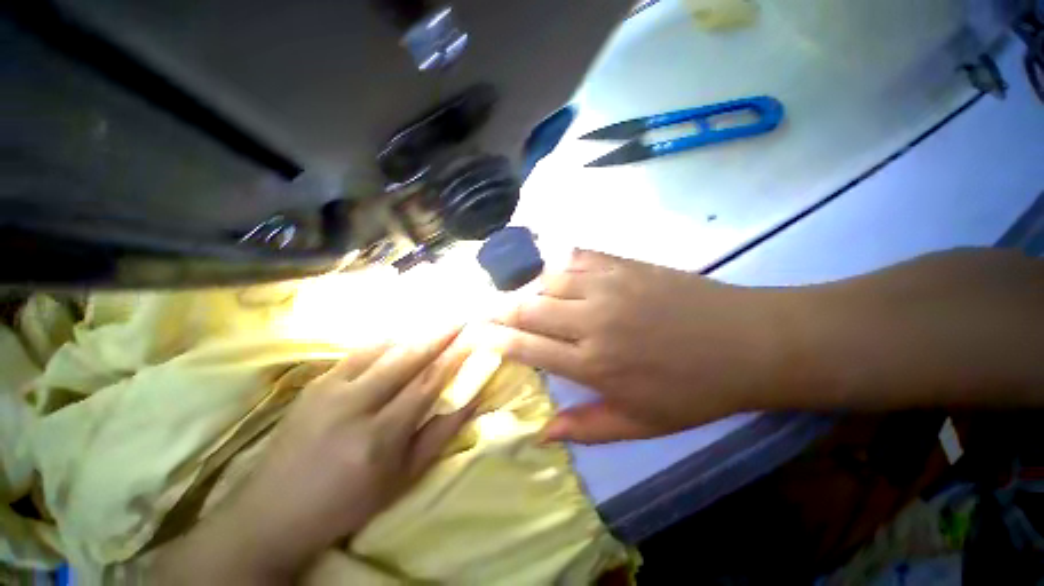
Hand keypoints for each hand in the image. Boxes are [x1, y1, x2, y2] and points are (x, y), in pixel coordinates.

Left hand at [155, 330, 476, 582]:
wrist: (272, 512)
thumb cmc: (349, 502)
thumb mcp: (403, 478)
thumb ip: (440, 434)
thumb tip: (472, 398)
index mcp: (378, 437)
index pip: (427, 384)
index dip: (454, 357)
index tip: (473, 337)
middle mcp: (353, 406)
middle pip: (406, 358)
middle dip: (439, 334)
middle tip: (461, 316)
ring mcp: (328, 389)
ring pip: (383, 349)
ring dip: (415, 331)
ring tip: (438, 317)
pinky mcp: (315, 382)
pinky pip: (359, 351)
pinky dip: (388, 339)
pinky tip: (403, 331)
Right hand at [492, 250, 784, 443]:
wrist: (747, 343)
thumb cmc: (694, 390)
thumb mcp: (641, 424)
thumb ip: (586, 428)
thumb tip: (541, 433)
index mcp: (593, 363)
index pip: (528, 347)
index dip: (496, 339)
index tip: (476, 334)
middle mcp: (592, 320)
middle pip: (529, 308)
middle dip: (500, 310)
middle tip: (484, 311)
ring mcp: (608, 286)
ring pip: (548, 279)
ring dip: (527, 287)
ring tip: (518, 295)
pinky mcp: (624, 265)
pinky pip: (577, 257)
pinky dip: (558, 264)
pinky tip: (553, 272)